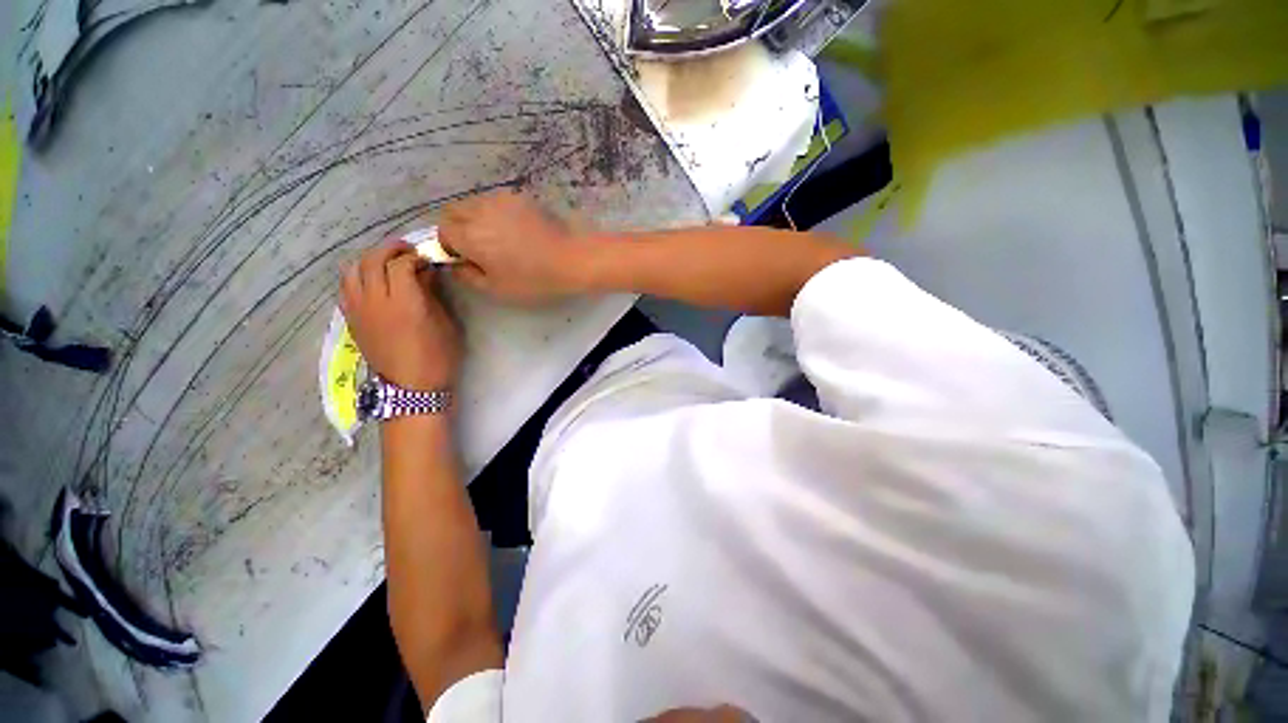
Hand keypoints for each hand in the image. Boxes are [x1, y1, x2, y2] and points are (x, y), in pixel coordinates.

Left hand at [340, 240, 461, 390]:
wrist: (412, 387)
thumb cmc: (438, 356)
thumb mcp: (445, 323)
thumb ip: (431, 294)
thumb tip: (424, 273)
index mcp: (404, 303)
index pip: (400, 264)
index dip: (414, 257)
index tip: (426, 259)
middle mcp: (375, 301)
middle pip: (372, 261)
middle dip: (389, 250)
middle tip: (406, 251)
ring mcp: (358, 310)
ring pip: (352, 270)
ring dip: (369, 260)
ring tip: (385, 263)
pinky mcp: (351, 319)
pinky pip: (345, 287)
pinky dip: (357, 276)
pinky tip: (371, 282)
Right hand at [439, 190, 589, 302]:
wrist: (570, 258)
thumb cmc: (533, 279)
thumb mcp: (496, 288)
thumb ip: (468, 275)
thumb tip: (455, 264)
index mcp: (469, 235)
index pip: (442, 231)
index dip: (449, 246)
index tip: (465, 258)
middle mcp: (479, 211)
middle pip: (452, 211)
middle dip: (457, 227)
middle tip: (477, 247)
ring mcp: (499, 199)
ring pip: (473, 203)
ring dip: (475, 217)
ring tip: (497, 237)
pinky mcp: (518, 196)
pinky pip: (494, 201)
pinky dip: (494, 212)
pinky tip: (514, 228)